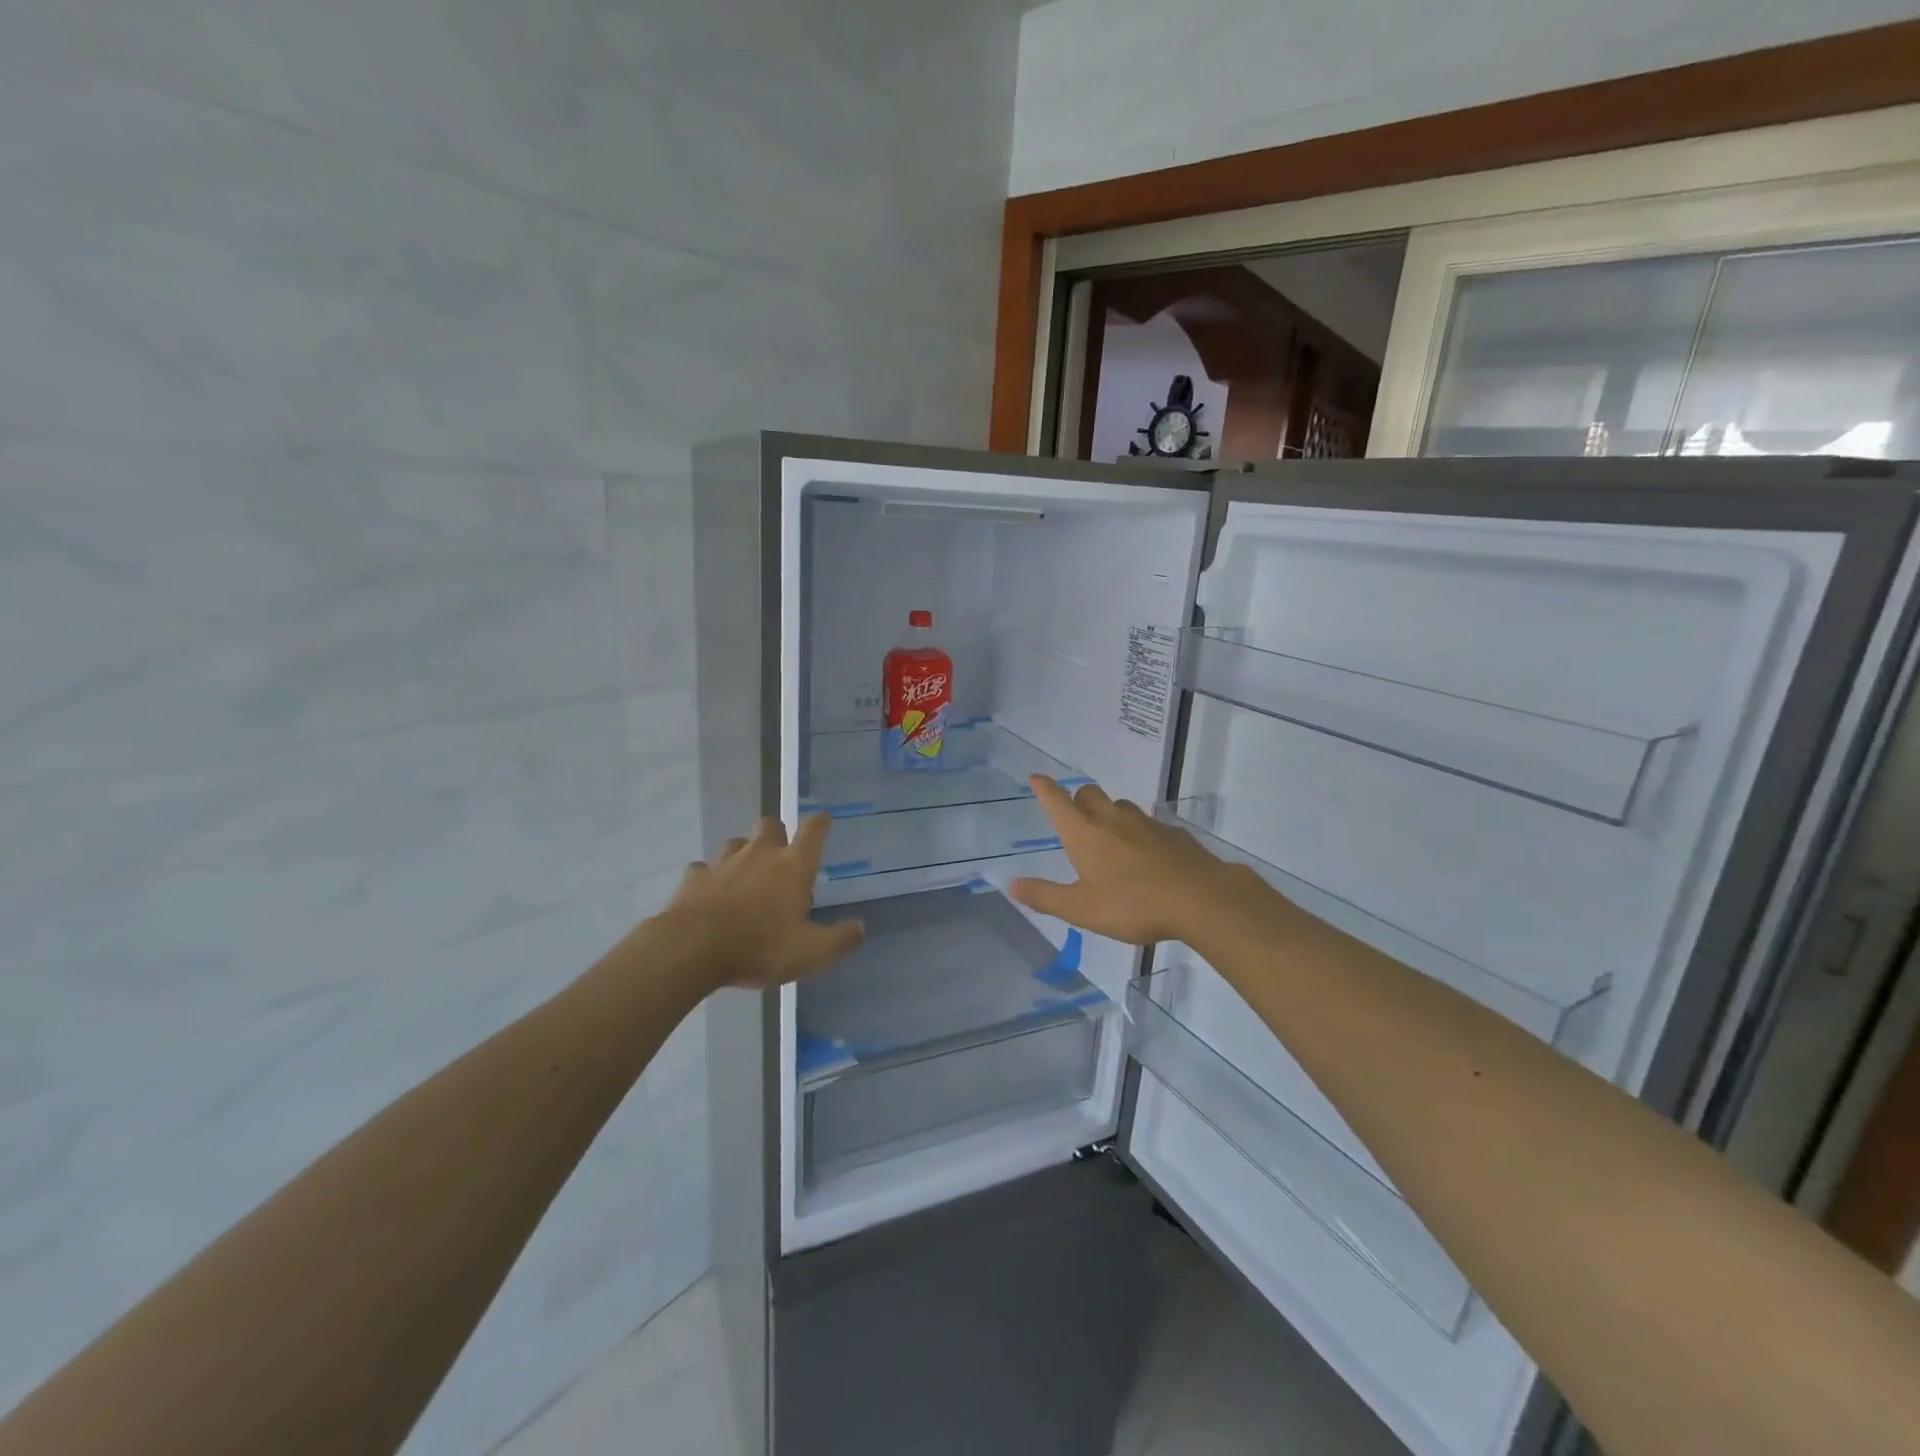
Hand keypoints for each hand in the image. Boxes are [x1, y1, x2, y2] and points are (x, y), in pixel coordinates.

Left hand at [662, 816, 863, 990]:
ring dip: (743, 853)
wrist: (692, 949)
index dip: (820, 823)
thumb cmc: (760, 946)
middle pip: (771, 825)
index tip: (823, 821)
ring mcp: (723, 862)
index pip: (813, 830)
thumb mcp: (810, 952)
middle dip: (777, 833)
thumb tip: (860, 928)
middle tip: (780, 856)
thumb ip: (839, 940)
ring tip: (745, 875)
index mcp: (793, 866)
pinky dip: (709, 877)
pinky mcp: (694, 878)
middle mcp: (760, 854)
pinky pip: (703, 869)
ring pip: (736, 843)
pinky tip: (710, 894)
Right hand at [1009, 777, 1272, 945]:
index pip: (1057, 801)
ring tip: (1109, 840)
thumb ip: (1045, 896)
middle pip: (1089, 794)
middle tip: (1075, 818)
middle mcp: (1112, 820)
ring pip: (1120, 806)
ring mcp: (1146, 823)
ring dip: (1109, 814)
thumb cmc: (1133, 905)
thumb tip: (1011, 884)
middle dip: (1077, 800)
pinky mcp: (1173, 834)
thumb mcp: (1082, 909)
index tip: (1036, 778)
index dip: (1044, 788)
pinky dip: (1139, 832)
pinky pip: (1148, 824)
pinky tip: (1146, 856)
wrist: (1202, 899)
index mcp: (1084, 833)